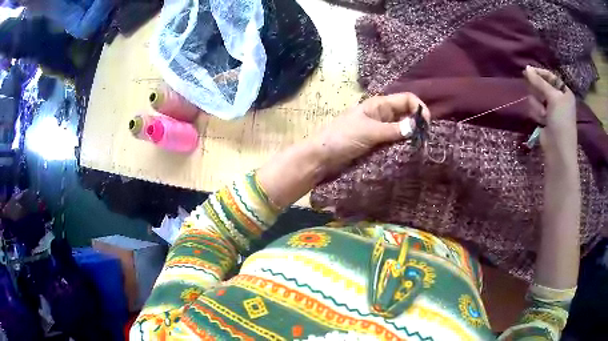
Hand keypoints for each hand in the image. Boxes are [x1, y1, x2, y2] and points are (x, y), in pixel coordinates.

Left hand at [315, 93, 429, 172]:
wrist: (321, 157)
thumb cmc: (342, 138)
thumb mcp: (369, 131)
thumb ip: (393, 129)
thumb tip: (416, 127)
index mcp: (379, 105)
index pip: (407, 99)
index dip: (419, 108)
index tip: (426, 125)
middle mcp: (382, 115)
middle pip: (407, 114)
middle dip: (417, 124)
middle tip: (426, 141)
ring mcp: (380, 130)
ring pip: (402, 130)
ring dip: (411, 137)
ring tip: (420, 150)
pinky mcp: (377, 145)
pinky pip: (395, 143)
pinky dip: (402, 147)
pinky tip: (408, 155)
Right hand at [523, 66, 576, 154]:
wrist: (558, 150)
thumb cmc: (561, 122)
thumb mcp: (553, 98)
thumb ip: (539, 82)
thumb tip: (526, 68)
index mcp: (564, 92)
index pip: (550, 76)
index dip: (540, 73)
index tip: (528, 71)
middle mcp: (558, 99)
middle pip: (542, 86)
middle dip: (538, 92)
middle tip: (537, 95)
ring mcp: (551, 109)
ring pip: (537, 97)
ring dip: (537, 104)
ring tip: (543, 114)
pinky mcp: (544, 119)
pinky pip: (535, 109)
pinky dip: (536, 113)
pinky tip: (541, 121)